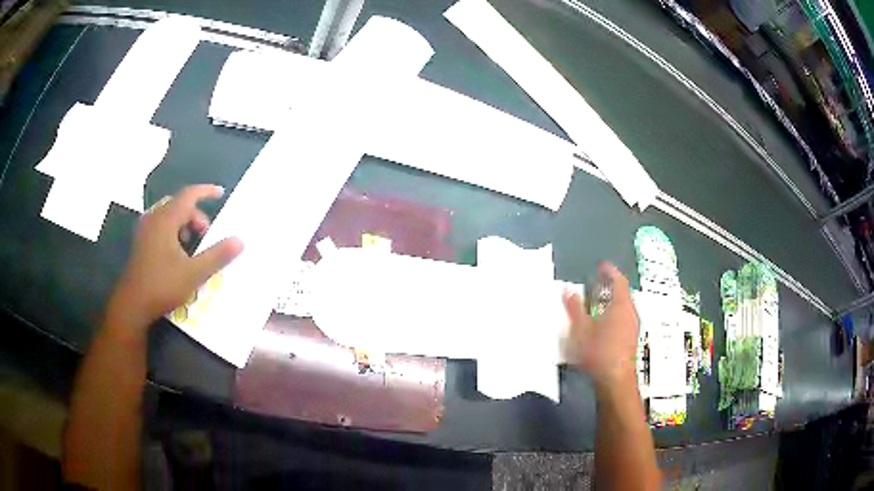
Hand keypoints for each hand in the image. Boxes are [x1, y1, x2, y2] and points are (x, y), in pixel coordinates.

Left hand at [106, 185, 243, 331]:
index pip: (189, 195)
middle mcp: (154, 219)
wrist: (132, 305)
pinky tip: (177, 253)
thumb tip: (240, 240)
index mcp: (166, 220)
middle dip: (196, 215)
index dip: (206, 191)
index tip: (221, 193)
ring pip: (168, 216)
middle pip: (179, 205)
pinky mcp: (141, 243)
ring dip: (184, 224)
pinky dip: (173, 231)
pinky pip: (160, 226)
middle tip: (206, 235)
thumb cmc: (162, 285)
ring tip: (192, 246)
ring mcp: (145, 231)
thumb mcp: (194, 273)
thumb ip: (217, 256)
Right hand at [564, 262, 638, 391]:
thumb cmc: (598, 352)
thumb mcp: (580, 329)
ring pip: (623, 307)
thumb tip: (568, 290)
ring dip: (612, 301)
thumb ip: (574, 308)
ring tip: (598, 302)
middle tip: (598, 283)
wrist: (615, 380)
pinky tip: (603, 324)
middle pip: (623, 294)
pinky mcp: (631, 340)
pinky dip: (614, 314)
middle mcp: (630, 313)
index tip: (602, 266)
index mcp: (620, 305)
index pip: (619, 281)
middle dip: (610, 287)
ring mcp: (632, 327)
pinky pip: (623, 319)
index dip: (610, 272)